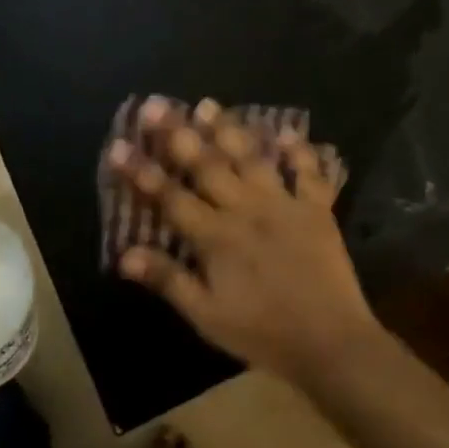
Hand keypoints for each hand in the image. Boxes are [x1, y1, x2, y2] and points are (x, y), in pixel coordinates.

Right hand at [108, 99, 379, 382]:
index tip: (117, 145)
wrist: (331, 343)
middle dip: (178, 134)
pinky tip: (289, 131)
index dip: (141, 172)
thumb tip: (124, 255)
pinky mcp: (317, 210)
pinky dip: (300, 152)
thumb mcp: (207, 315)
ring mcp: (284, 204)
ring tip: (207, 104)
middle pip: (207, 165)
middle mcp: (246, 209)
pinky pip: (309, 174)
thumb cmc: (262, 332)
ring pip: (251, 159)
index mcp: (216, 237)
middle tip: (155, 105)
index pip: (170, 197)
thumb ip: (168, 280)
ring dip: (228, 130)